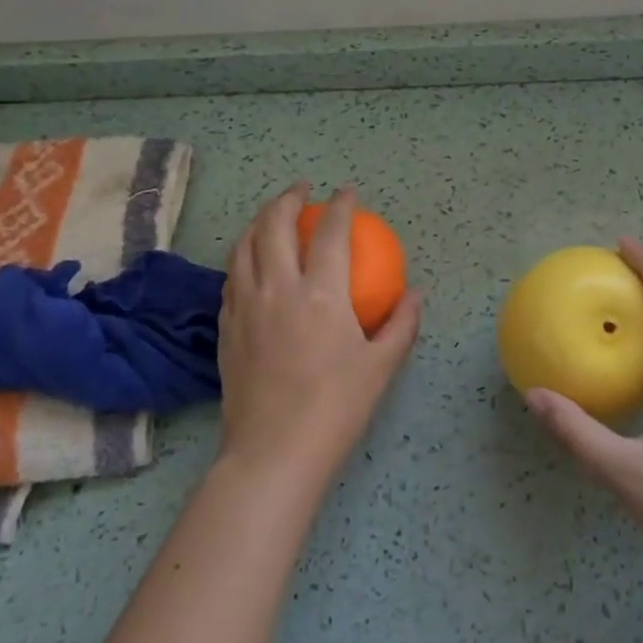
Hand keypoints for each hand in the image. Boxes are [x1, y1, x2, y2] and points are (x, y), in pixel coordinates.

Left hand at [217, 183, 423, 489]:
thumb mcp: (380, 367)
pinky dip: (243, 256)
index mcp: (321, 293)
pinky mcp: (226, 326)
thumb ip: (402, 323)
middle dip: (288, 197)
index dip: (342, 205)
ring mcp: (245, 305)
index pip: (331, 232)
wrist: (273, 453)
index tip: (348, 192)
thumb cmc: (335, 409)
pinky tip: (253, 263)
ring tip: (273, 216)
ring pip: (244, 245)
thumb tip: (416, 293)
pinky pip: (232, 276)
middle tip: (302, 189)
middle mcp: (278, 287)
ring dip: (259, 221)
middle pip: (275, 225)